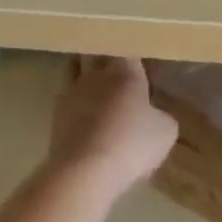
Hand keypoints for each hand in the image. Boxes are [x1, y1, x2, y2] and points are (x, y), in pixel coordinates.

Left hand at [47, 56, 177, 198]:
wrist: (85, 171)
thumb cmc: (132, 144)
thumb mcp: (166, 131)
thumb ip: (160, 115)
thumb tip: (152, 115)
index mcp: (125, 72)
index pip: (128, 49)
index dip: (134, 52)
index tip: (141, 59)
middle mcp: (95, 75)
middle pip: (94, 52)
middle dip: (103, 55)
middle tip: (115, 64)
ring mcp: (71, 94)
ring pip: (73, 70)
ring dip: (82, 71)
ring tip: (95, 83)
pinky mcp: (55, 117)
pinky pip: (67, 99)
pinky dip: (76, 102)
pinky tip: (85, 114)